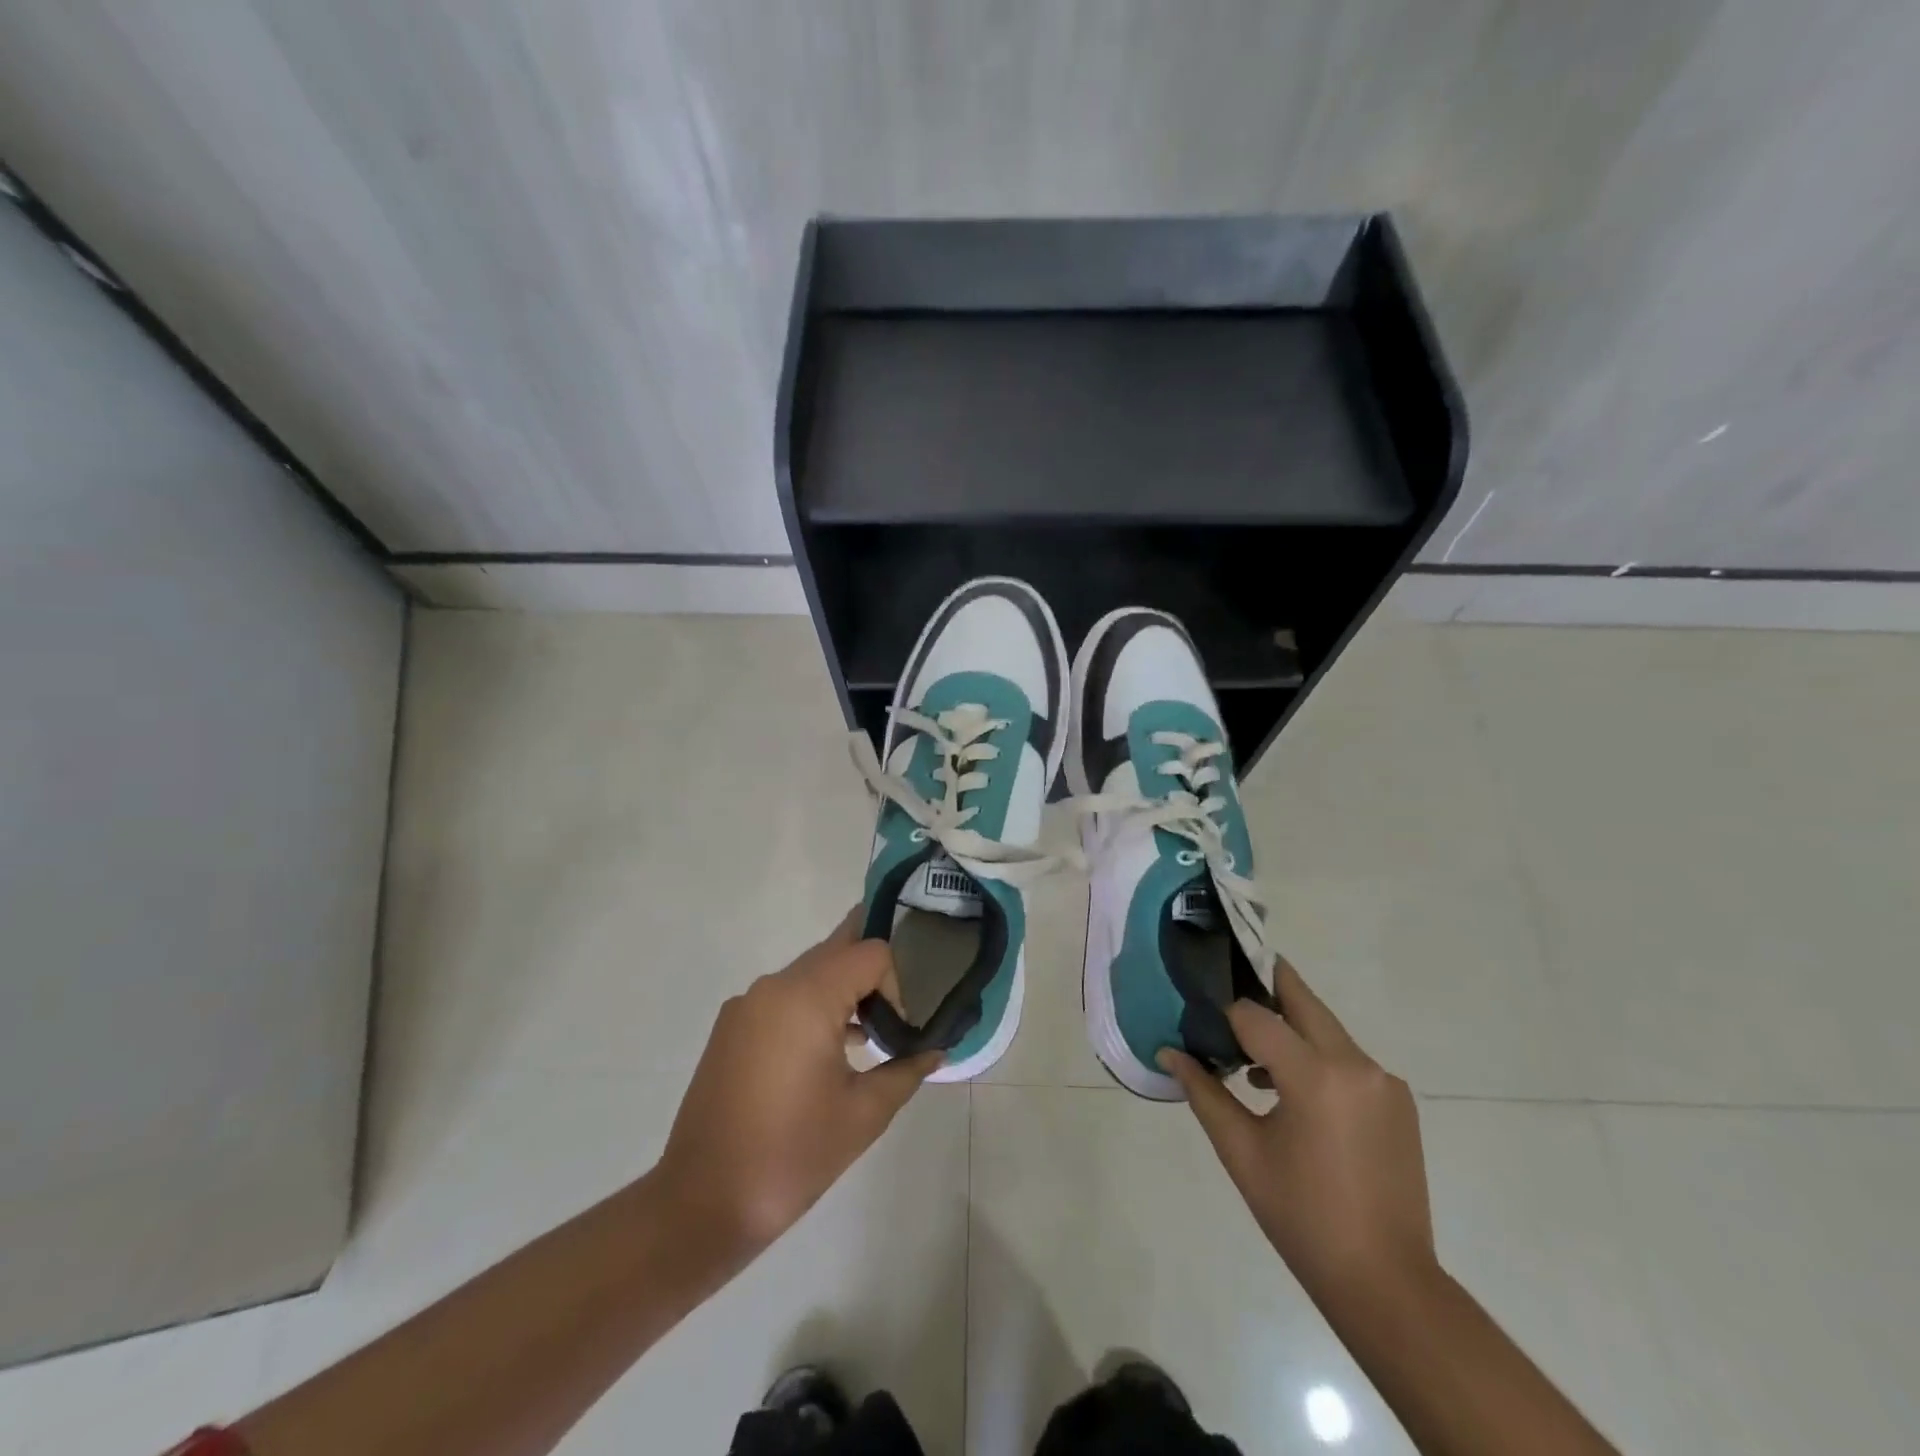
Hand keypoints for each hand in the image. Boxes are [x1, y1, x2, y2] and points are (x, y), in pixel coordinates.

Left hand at [654, 913, 940, 1258]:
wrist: (702, 1203)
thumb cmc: (792, 1155)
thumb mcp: (864, 1115)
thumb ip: (906, 1070)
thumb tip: (935, 1050)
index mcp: (806, 997)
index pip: (869, 952)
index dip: (896, 983)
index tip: (898, 1031)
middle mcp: (773, 986)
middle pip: (837, 950)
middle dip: (871, 975)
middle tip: (895, 1012)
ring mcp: (746, 1004)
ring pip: (809, 972)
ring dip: (842, 991)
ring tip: (865, 1036)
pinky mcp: (731, 1027)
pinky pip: (784, 997)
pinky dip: (812, 1007)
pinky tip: (826, 1053)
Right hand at [1160, 959, 1435, 1306]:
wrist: (1386, 1283)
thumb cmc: (1301, 1217)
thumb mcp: (1241, 1152)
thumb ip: (1204, 1092)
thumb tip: (1168, 1052)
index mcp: (1315, 1076)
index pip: (1255, 1016)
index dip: (1223, 1013)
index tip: (1198, 1012)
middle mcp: (1356, 1065)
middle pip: (1302, 1001)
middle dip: (1265, 985)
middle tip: (1226, 979)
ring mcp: (1384, 1082)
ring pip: (1326, 1029)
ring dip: (1290, 1027)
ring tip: (1249, 1055)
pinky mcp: (1397, 1101)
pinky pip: (1347, 1059)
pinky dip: (1316, 1057)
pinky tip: (1289, 1091)